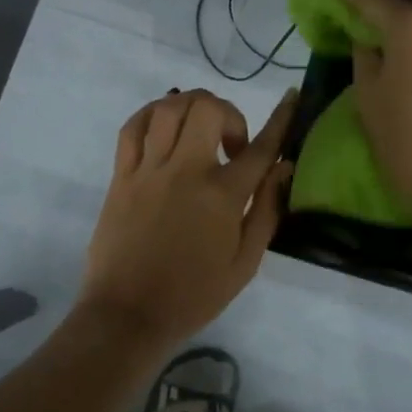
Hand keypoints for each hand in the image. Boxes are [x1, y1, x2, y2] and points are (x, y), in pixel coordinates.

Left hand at [78, 87, 297, 353]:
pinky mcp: (120, 176)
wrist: (128, 314)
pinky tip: (162, 127)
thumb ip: (266, 210)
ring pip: (167, 108)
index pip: (260, 147)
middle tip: (230, 144)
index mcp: (221, 196)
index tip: (291, 97)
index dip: (281, 118)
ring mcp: (148, 170)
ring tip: (197, 130)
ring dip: (190, 107)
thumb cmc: (193, 295)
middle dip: (228, 113)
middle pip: (206, 108)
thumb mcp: (244, 264)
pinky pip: (132, 128)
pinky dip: (150, 115)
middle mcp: (184, 171)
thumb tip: (283, 167)